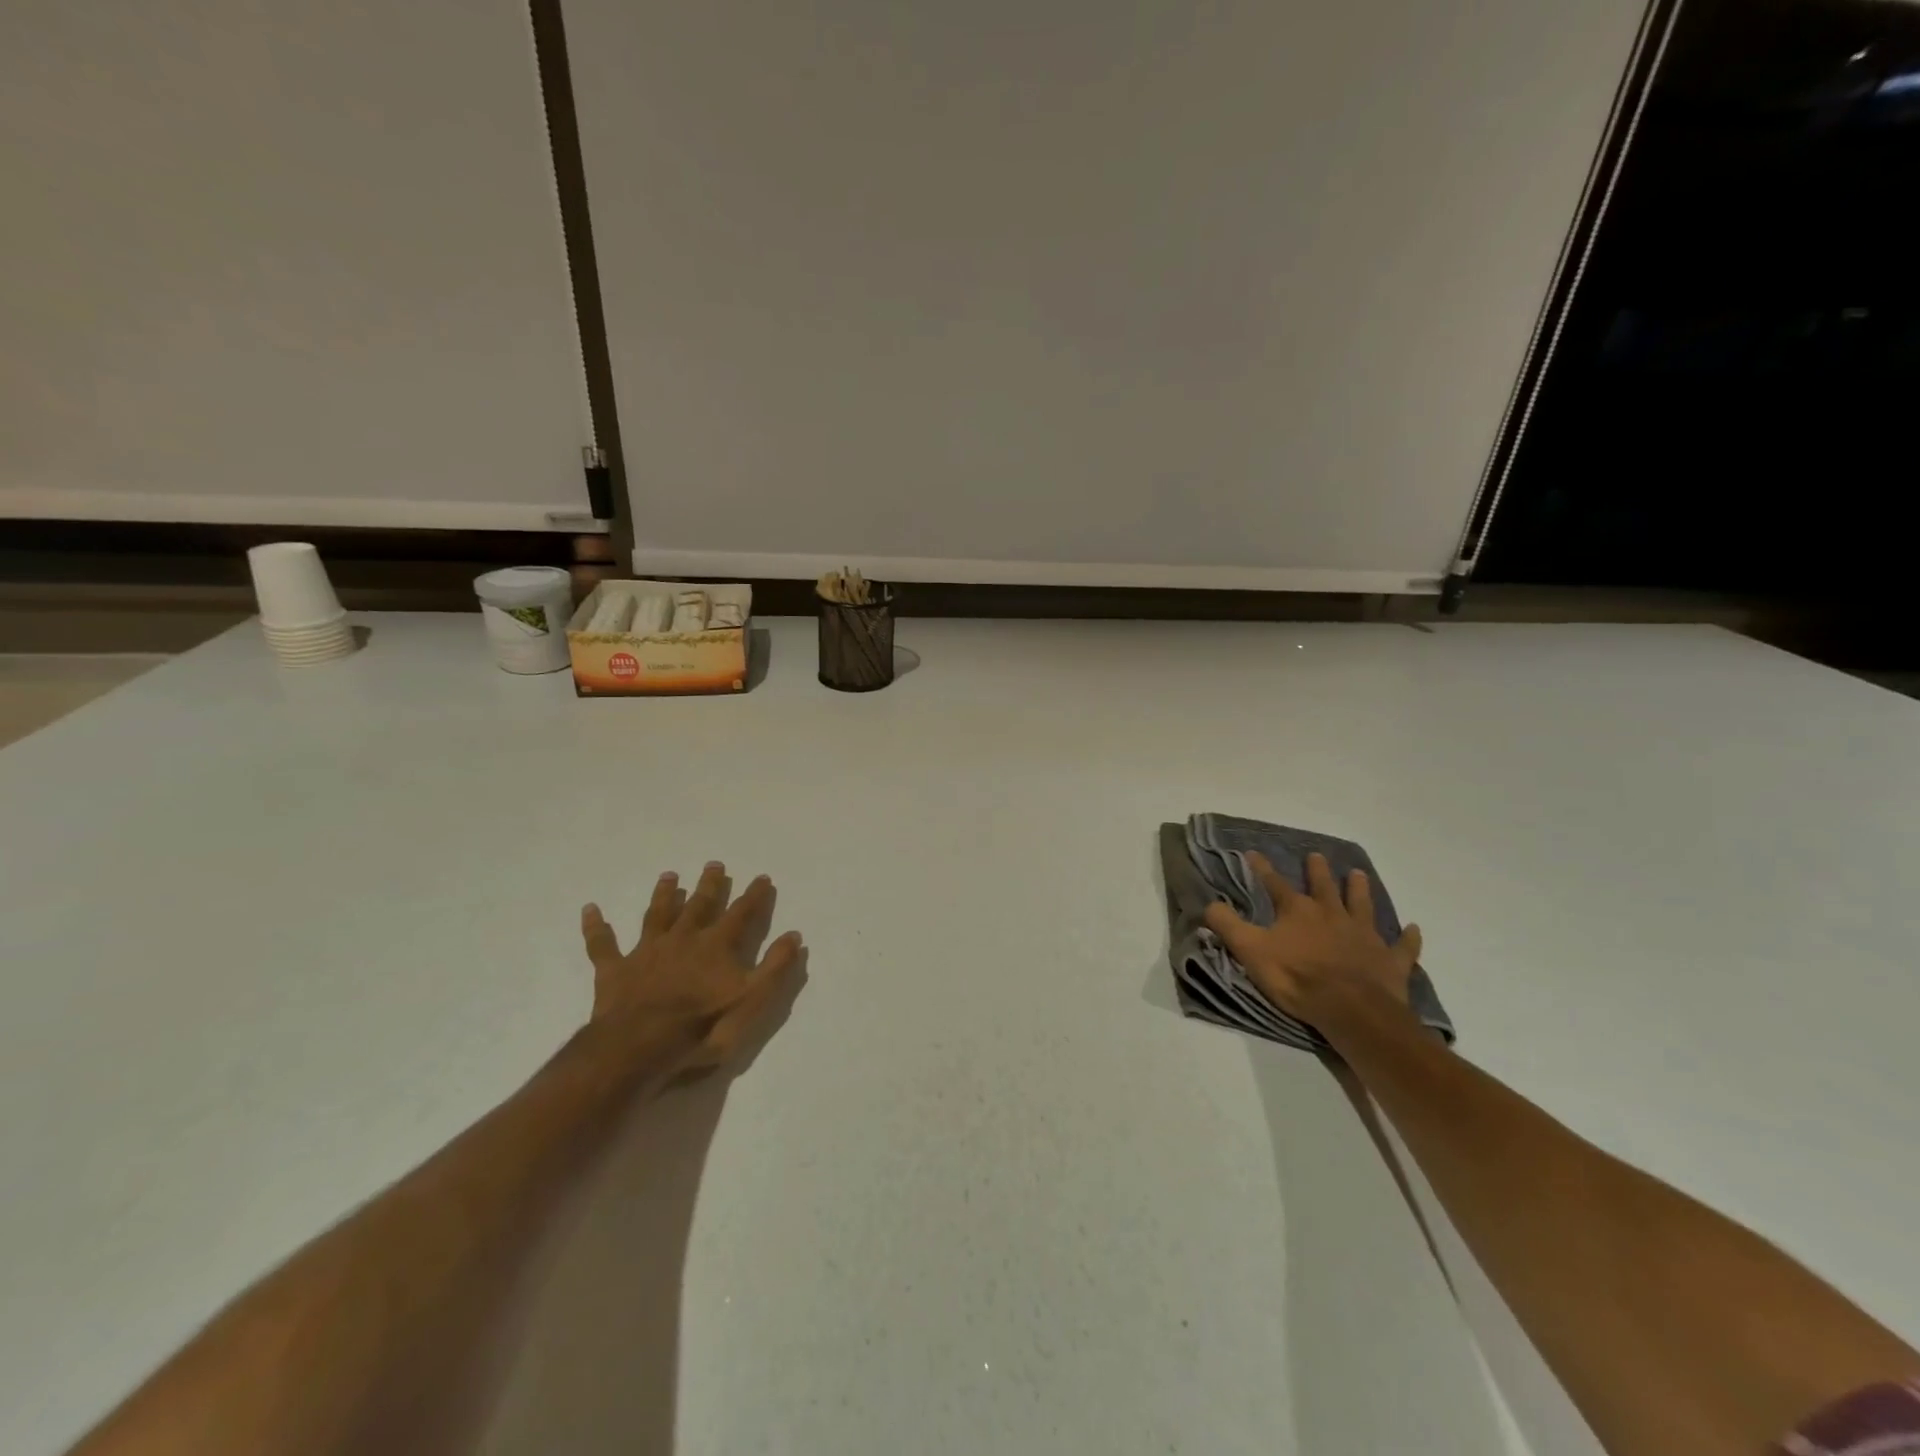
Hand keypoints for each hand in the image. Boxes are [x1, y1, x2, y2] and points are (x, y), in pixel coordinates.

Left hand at [580, 862, 802, 1078]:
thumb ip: (774, 967)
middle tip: (714, 864)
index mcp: (716, 946)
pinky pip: (602, 945)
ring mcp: (647, 952)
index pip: (741, 914)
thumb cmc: (702, 1027)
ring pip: (657, 915)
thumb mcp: (752, 1000)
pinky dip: (596, 927)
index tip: (761, 878)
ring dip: (664, 895)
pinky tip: (590, 909)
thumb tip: (794, 935)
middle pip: (699, 905)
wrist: (640, 1047)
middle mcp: (683, 939)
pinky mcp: (615, 970)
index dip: (753, 896)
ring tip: (669, 876)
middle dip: (709, 885)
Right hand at [1203, 851, 1422, 1032]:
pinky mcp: (1390, 960)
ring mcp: (1365, 936)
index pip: (1274, 884)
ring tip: (1359, 874)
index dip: (1262, 869)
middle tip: (1317, 856)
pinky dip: (1408, 938)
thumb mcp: (1250, 951)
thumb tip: (1210, 903)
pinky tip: (1413, 928)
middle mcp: (1332, 915)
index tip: (1253, 853)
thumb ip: (1228, 926)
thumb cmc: (1296, 978)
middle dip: (1318, 871)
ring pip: (1362, 905)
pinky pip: (1402, 946)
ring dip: (1360, 890)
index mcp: (1298, 911)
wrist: (1351, 1009)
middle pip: (1324, 887)